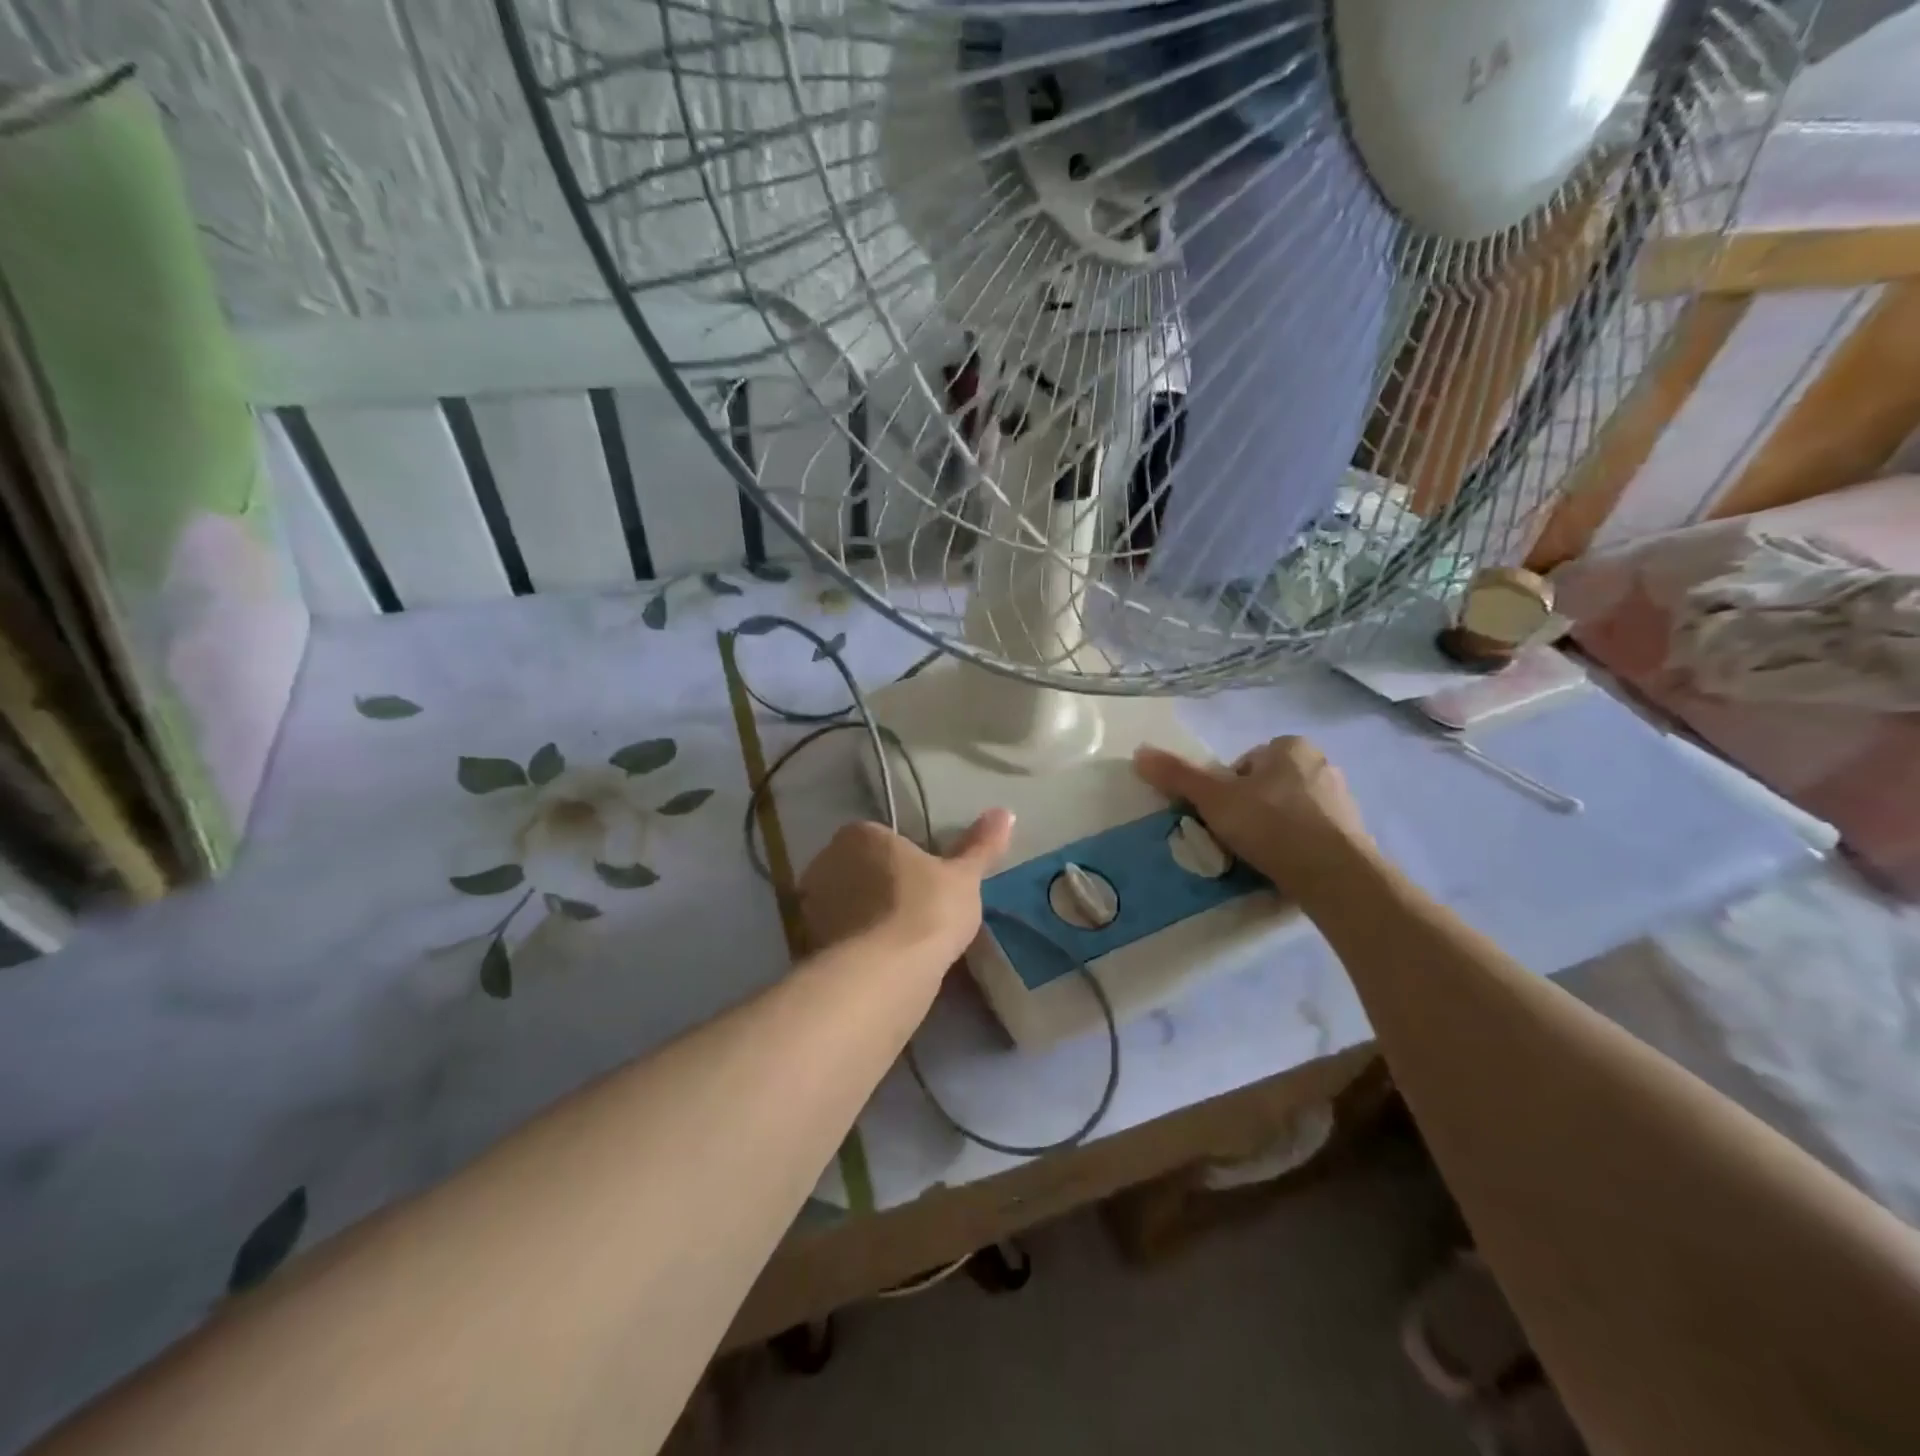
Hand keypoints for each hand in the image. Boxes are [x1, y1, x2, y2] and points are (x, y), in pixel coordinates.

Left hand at [797, 810, 1014, 971]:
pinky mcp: (809, 944)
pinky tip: (880, 964)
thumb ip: (981, 845)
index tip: (924, 884)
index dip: (902, 861)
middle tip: (914, 913)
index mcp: (860, 835)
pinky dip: (854, 947)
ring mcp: (812, 905)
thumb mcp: (964, 877)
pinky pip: (837, 938)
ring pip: (844, 905)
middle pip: (857, 870)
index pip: (880, 839)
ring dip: (864, 918)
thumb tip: (1006, 811)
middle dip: (878, 887)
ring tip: (899, 944)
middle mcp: (827, 861)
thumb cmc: (928, 908)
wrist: (887, 971)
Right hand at [1134, 736, 1373, 896]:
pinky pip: (1312, 835)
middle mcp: (1321, 765)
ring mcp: (1342, 801)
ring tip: (1258, 857)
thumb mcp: (1214, 799)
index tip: (1220, 816)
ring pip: (1290, 811)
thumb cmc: (1271, 824)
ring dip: (1273, 829)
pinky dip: (1296, 848)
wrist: (1335, 874)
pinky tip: (1284, 868)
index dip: (1225, 790)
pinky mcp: (1355, 835)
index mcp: (1291, 747)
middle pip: (1266, 786)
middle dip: (1250, 809)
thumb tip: (1138, 752)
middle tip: (1234, 837)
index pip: (1244, 763)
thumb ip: (1177, 776)